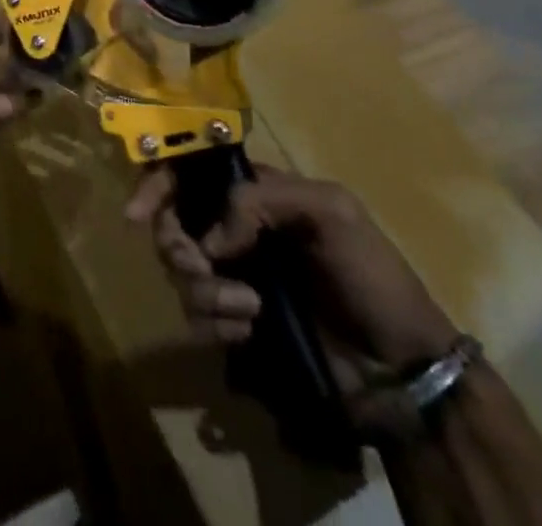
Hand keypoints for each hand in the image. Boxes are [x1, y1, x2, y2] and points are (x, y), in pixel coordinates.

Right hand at [126, 166, 456, 385]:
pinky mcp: (237, 324)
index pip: (189, 172)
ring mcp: (235, 278)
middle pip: (173, 223)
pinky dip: (215, 324)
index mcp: (254, 194)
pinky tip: (248, 332)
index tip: (137, 214)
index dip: (157, 184)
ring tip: (248, 309)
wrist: (403, 369)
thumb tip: (210, 237)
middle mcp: (235, 230)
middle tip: (201, 266)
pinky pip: (198, 319)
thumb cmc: (370, 276)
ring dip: (205, 291)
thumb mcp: (330, 212)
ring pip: (181, 273)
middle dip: (177, 245)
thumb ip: (261, 200)